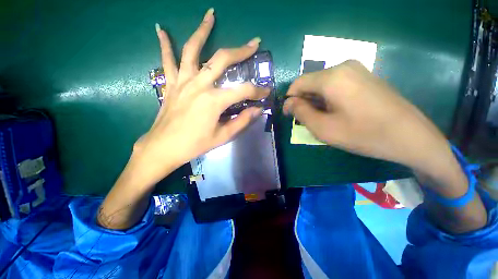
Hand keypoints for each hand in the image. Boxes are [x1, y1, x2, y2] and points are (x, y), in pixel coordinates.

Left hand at [133, 8, 268, 184]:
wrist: (164, 148)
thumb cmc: (195, 144)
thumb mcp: (222, 136)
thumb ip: (242, 122)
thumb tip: (258, 110)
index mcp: (214, 101)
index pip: (243, 91)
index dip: (258, 91)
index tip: (266, 92)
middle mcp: (199, 85)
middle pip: (222, 60)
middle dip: (241, 51)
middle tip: (254, 42)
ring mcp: (182, 82)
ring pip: (193, 51)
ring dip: (202, 31)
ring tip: (210, 15)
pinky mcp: (170, 85)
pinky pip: (167, 61)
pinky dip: (164, 44)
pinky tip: (160, 29)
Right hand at [283, 60, 486, 233]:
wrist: (411, 137)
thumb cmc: (364, 134)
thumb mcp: (324, 128)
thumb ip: (301, 112)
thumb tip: (288, 103)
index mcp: (332, 77)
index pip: (298, 83)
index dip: (289, 99)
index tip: (288, 115)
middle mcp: (343, 67)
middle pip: (310, 83)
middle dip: (303, 101)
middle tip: (306, 121)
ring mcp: (357, 70)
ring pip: (322, 85)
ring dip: (315, 101)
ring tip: (321, 119)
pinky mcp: (365, 77)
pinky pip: (336, 85)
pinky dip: (328, 98)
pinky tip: (335, 112)